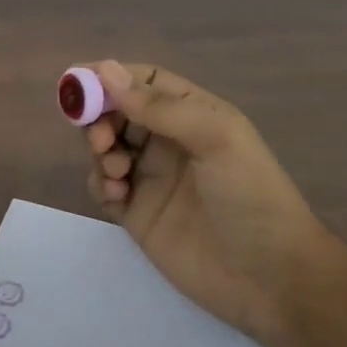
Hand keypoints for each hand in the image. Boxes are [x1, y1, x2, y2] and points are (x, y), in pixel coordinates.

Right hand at [81, 61, 323, 346]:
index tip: (78, 83)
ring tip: (117, 172)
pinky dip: (100, 185)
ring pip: (106, 150)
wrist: (267, 276)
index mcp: (194, 115)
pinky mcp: (137, 214)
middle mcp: (169, 142)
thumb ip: (161, 106)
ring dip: (100, 152)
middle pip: (118, 114)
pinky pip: (104, 188)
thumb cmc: (250, 196)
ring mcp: (151, 179)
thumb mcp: (216, 138)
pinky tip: (117, 196)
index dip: (110, 78)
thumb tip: (105, 71)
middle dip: (100, 119)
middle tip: (100, 139)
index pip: (144, 82)